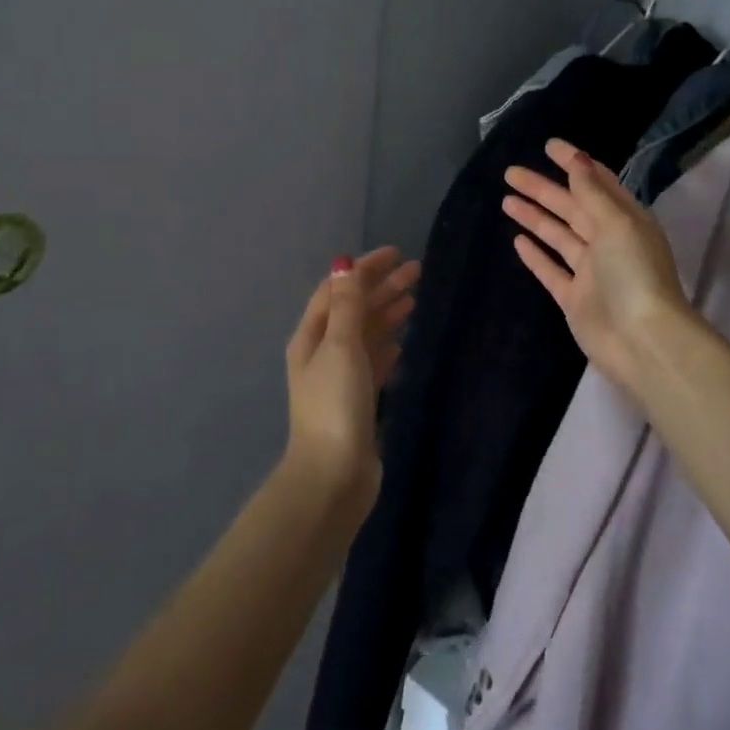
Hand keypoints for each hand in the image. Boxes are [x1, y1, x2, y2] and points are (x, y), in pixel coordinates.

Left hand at [283, 246, 418, 506]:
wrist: (333, 474)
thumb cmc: (335, 404)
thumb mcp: (341, 346)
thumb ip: (347, 305)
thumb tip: (344, 263)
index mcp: (312, 337)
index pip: (337, 290)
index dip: (364, 269)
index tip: (396, 254)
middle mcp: (323, 353)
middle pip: (353, 309)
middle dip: (381, 287)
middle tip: (418, 271)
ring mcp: (340, 378)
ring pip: (366, 334)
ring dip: (387, 313)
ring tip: (415, 298)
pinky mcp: (357, 400)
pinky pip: (373, 362)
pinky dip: (387, 345)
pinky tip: (402, 341)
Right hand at [503, 139, 692, 397]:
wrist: (642, 340)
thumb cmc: (633, 273)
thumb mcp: (616, 223)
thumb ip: (592, 192)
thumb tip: (577, 159)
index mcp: (625, 219)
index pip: (596, 182)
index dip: (573, 163)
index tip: (548, 146)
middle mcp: (608, 241)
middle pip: (571, 207)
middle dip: (543, 189)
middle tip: (510, 172)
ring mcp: (591, 271)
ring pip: (558, 235)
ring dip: (535, 217)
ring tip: (506, 199)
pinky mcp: (574, 298)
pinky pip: (552, 270)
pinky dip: (536, 255)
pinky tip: (517, 240)